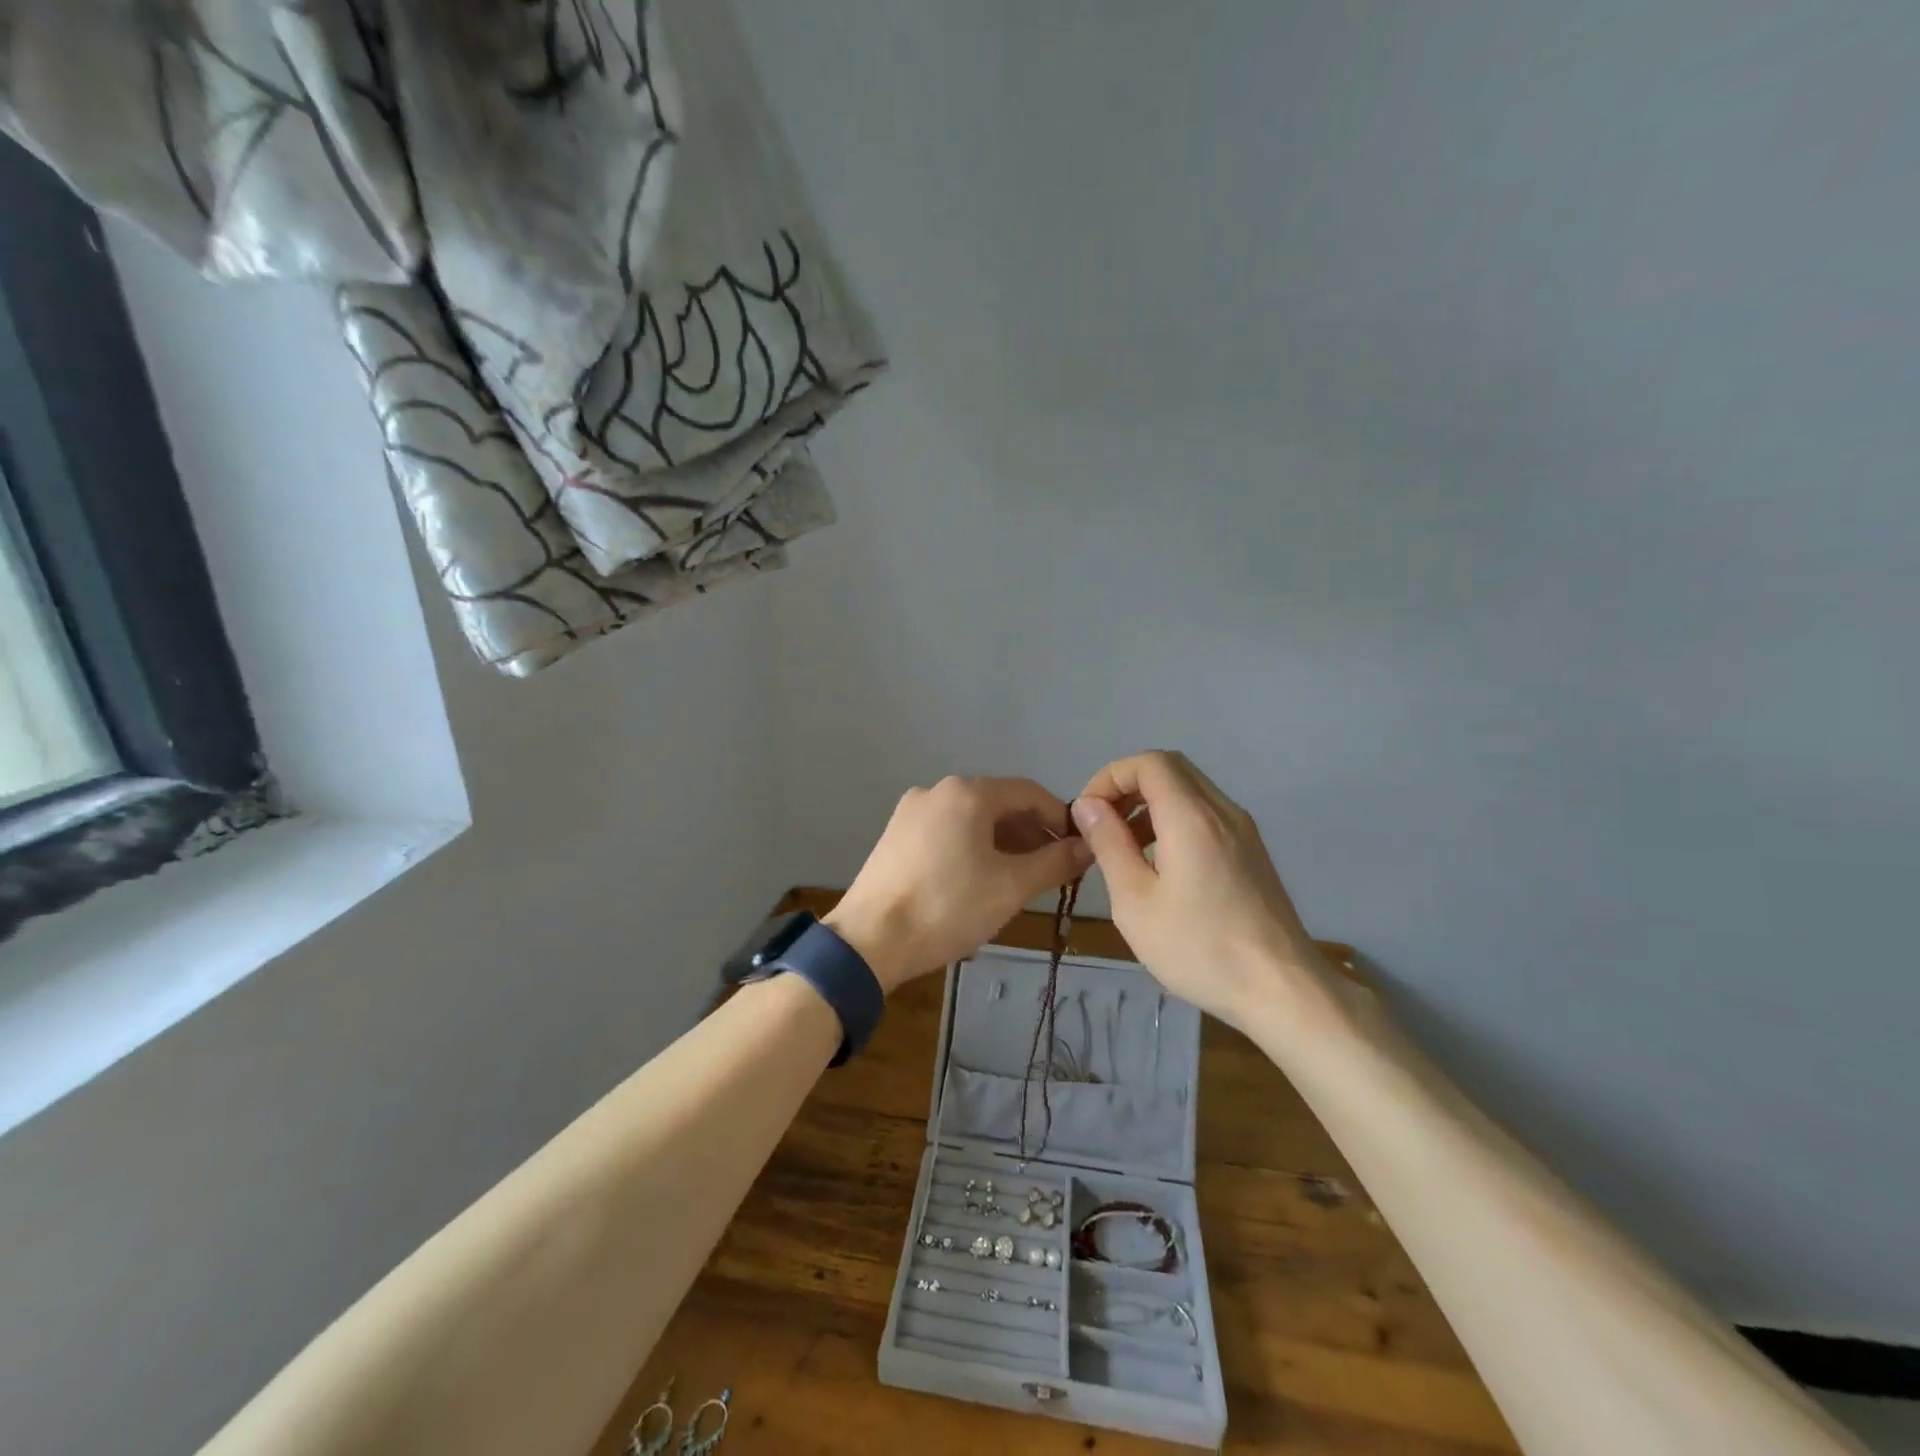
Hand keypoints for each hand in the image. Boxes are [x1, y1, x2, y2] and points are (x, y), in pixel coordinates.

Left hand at [828, 776, 1094, 993]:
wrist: (869, 941)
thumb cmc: (948, 908)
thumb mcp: (1011, 887)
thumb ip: (1055, 862)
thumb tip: (1088, 847)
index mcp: (968, 793)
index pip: (1029, 792)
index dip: (1060, 818)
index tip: (1078, 849)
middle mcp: (937, 790)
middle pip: (998, 803)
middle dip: (1030, 833)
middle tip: (1051, 869)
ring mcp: (911, 812)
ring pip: (971, 819)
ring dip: (1002, 843)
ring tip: (1018, 880)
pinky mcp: (895, 836)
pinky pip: (946, 832)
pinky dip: (972, 848)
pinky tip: (979, 881)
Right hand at [1072, 751, 1333, 1030]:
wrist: (1282, 990)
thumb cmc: (1199, 948)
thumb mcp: (1135, 902)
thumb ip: (1109, 845)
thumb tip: (1088, 805)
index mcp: (1191, 817)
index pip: (1148, 762)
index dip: (1110, 776)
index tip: (1088, 813)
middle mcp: (1222, 811)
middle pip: (1170, 768)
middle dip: (1128, 786)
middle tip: (1102, 824)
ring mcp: (1243, 830)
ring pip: (1189, 790)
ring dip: (1150, 803)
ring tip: (1124, 847)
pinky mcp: (1251, 851)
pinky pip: (1205, 814)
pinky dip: (1173, 820)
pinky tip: (1160, 864)